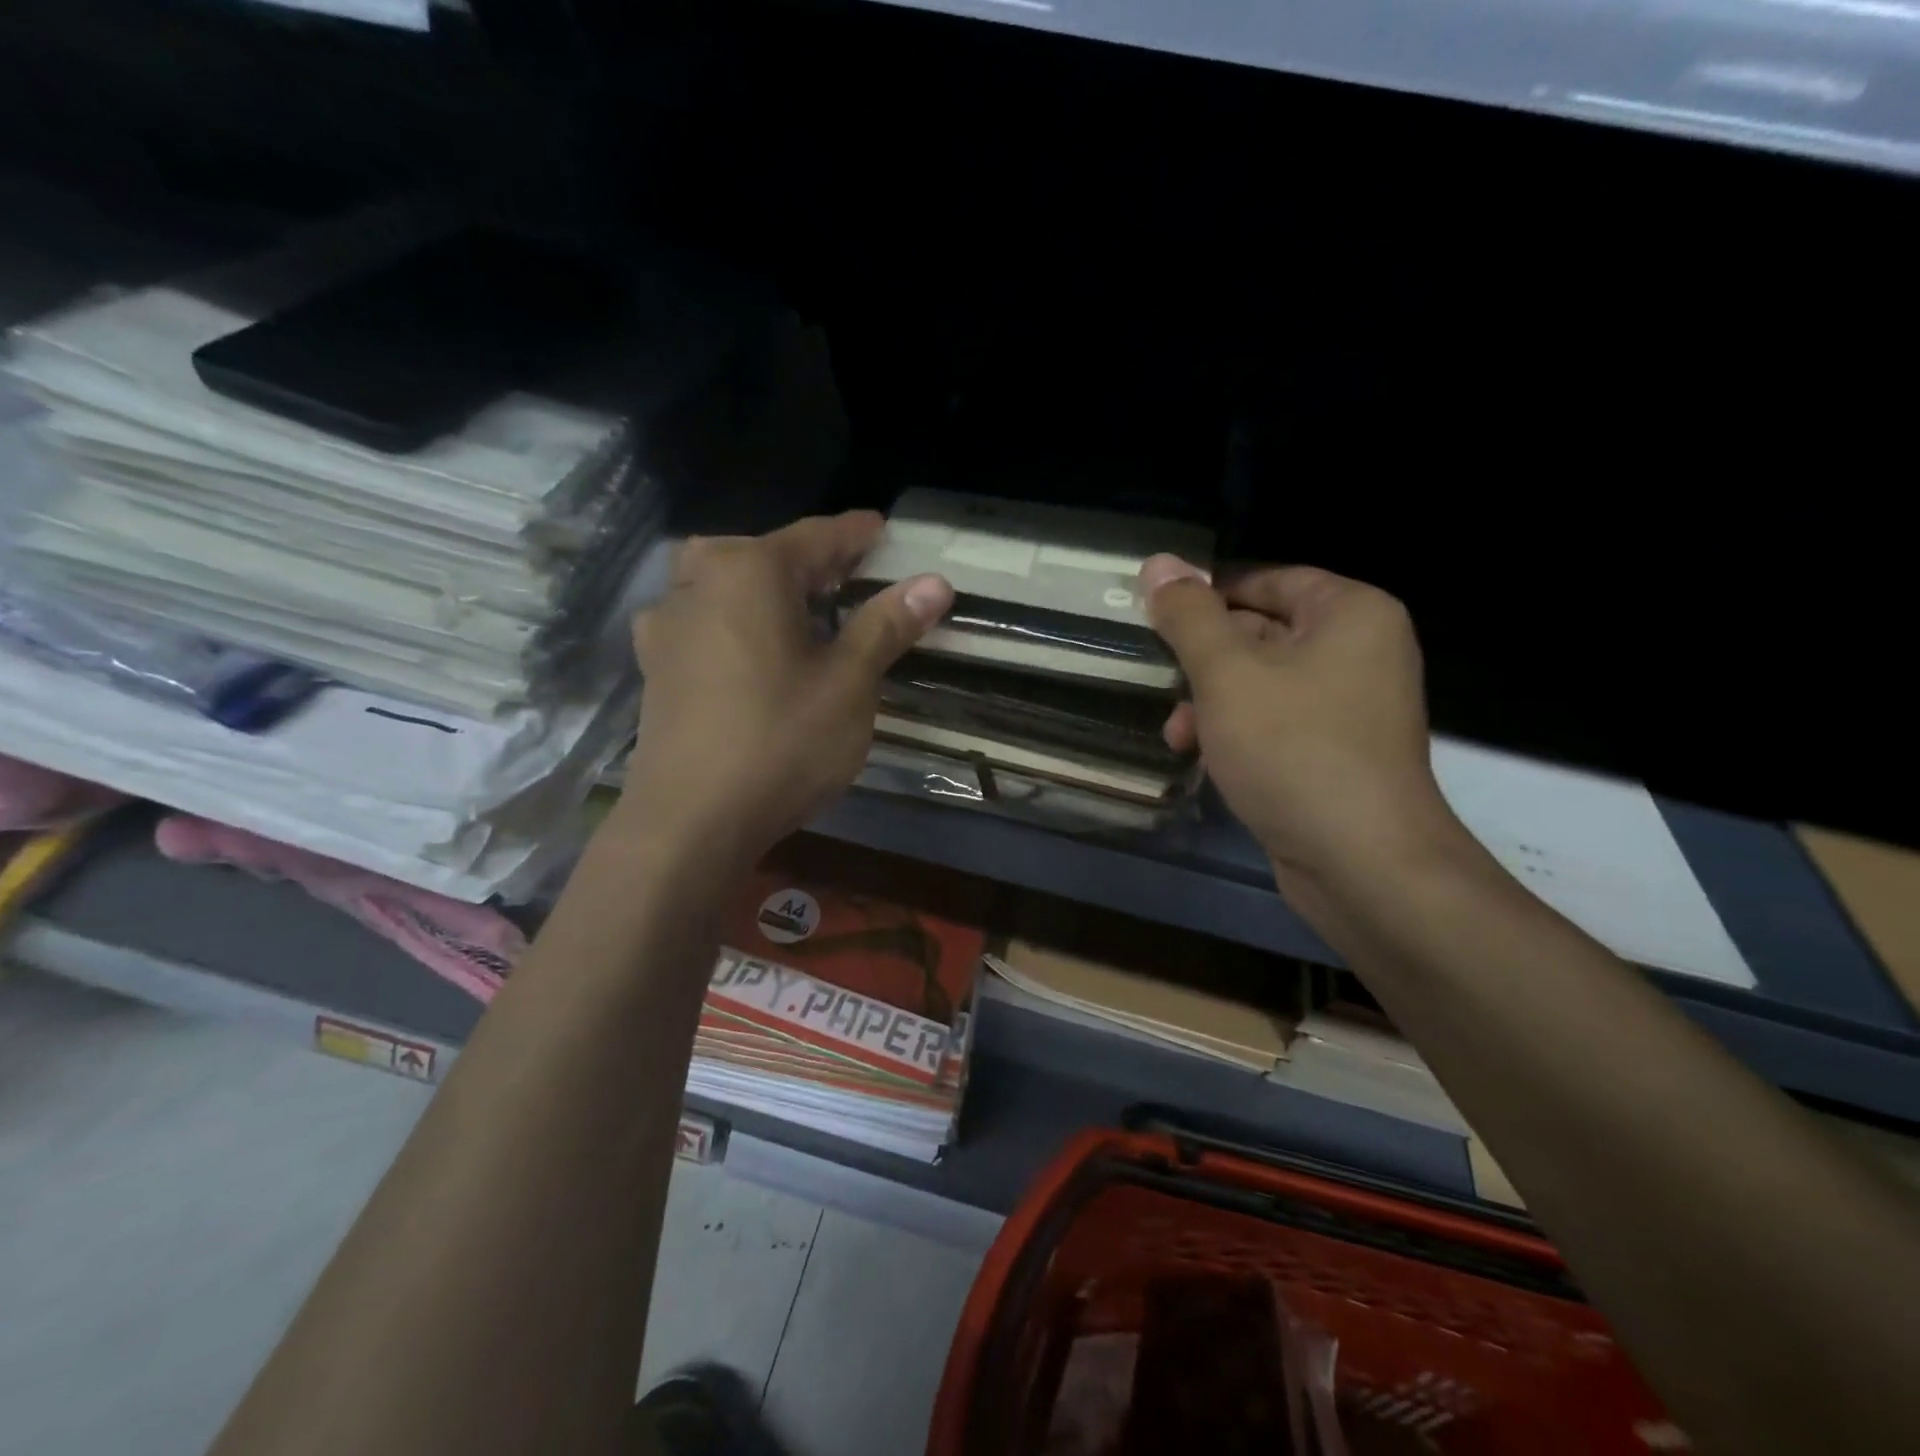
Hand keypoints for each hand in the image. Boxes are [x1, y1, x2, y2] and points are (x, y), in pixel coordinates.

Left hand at [624, 512, 952, 869]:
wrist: (690, 822)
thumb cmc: (781, 744)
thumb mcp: (848, 684)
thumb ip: (886, 625)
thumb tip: (934, 583)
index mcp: (750, 572)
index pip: (816, 537)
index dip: (856, 534)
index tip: (883, 530)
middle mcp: (700, 583)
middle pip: (764, 553)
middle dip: (810, 560)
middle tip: (849, 579)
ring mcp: (668, 624)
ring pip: (724, 581)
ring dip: (765, 585)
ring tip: (800, 610)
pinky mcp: (655, 665)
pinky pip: (701, 618)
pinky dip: (732, 617)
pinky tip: (746, 647)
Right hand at [1142, 555, 1460, 884]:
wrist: (1361, 862)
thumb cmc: (1293, 749)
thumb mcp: (1226, 674)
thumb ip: (1188, 616)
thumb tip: (1158, 563)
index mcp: (1350, 613)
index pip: (1267, 580)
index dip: (1208, 597)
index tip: (1158, 619)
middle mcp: (1361, 651)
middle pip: (1263, 632)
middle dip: (1204, 661)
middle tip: (1160, 678)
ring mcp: (1352, 707)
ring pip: (1263, 684)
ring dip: (1212, 703)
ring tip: (1177, 733)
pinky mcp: (1338, 754)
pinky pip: (1277, 723)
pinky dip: (1238, 733)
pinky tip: (1202, 757)